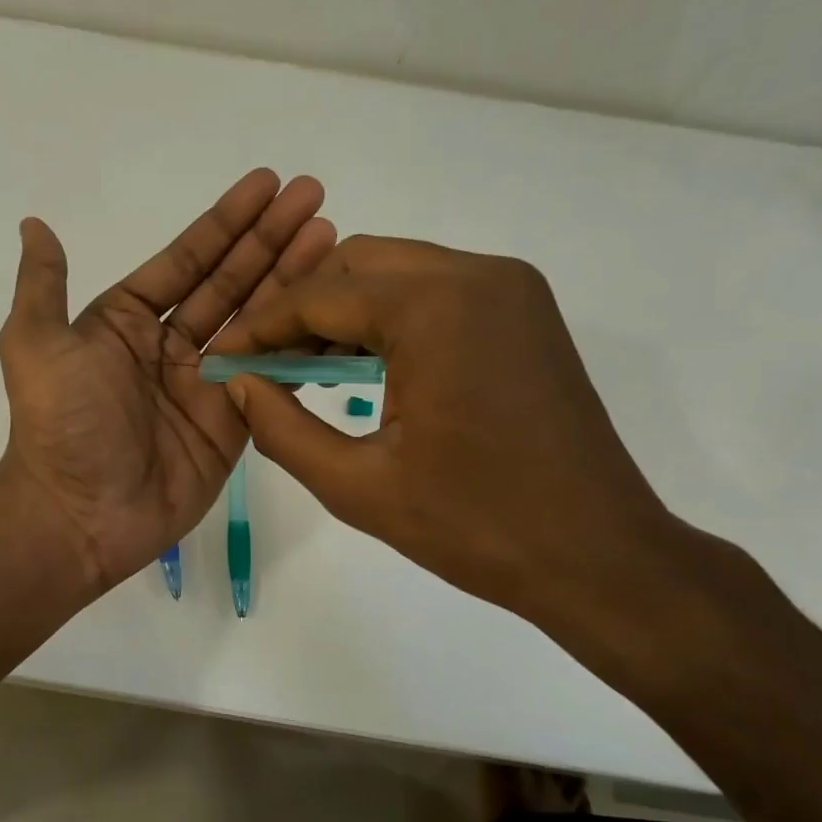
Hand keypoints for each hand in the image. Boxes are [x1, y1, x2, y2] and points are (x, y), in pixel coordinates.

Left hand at [0, 169, 333, 595]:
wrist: (79, 514)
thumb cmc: (60, 423)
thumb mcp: (35, 343)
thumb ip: (43, 284)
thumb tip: (34, 224)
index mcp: (127, 321)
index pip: (187, 260)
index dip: (226, 222)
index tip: (266, 184)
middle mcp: (170, 346)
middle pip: (229, 282)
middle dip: (270, 239)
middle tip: (314, 196)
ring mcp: (206, 384)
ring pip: (257, 322)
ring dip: (292, 278)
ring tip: (332, 237)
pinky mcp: (233, 423)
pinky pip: (271, 376)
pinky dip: (300, 343)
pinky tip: (331, 309)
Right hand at [215, 236, 692, 639]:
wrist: (598, 557)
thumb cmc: (475, 526)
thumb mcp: (357, 485)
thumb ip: (281, 428)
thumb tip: (238, 385)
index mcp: (434, 308)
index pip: (319, 295)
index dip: (261, 325)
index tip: (223, 356)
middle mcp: (476, 274)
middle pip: (357, 265)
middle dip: (302, 309)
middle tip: (265, 365)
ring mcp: (510, 289)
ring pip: (396, 273)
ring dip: (344, 313)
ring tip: (306, 372)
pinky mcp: (525, 312)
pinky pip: (435, 292)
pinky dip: (389, 319)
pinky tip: (365, 370)